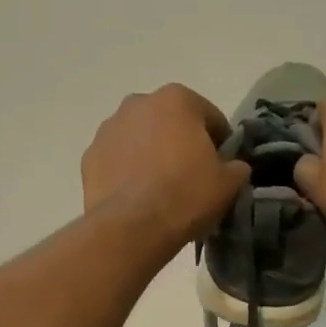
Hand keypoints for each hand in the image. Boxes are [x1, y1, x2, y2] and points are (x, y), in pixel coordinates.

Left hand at [83, 85, 248, 250]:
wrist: (132, 227)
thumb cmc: (186, 194)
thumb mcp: (228, 183)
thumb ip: (236, 167)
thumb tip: (232, 167)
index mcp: (176, 99)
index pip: (209, 117)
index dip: (220, 143)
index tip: (222, 166)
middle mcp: (138, 103)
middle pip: (170, 122)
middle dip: (180, 142)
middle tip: (191, 176)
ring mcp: (108, 129)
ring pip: (140, 138)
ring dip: (151, 154)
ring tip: (161, 188)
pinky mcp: (89, 156)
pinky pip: (118, 159)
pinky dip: (128, 171)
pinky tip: (137, 197)